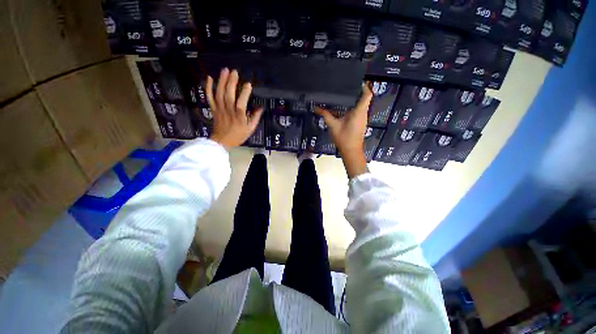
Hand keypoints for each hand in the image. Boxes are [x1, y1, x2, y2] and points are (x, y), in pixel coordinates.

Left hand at [206, 68, 263, 149]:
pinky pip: (209, 97)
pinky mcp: (213, 108)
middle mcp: (228, 111)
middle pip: (228, 95)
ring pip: (219, 93)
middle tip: (235, 72)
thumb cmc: (238, 135)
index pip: (241, 104)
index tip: (248, 84)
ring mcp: (219, 109)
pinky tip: (210, 77)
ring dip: (222, 81)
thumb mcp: (250, 129)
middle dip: (231, 82)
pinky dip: (208, 87)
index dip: (244, 93)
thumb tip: (261, 107)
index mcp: (239, 117)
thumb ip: (255, 117)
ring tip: (225, 70)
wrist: (222, 141)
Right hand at [316, 84, 373, 177]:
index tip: (356, 82)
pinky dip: (354, 107)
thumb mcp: (333, 125)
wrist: (351, 151)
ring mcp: (363, 119)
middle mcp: (363, 113)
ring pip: (362, 105)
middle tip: (347, 86)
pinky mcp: (361, 123)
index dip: (364, 86)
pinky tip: (345, 108)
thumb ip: (325, 115)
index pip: (367, 94)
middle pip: (365, 98)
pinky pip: (360, 111)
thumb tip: (316, 108)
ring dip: (356, 99)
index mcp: (359, 111)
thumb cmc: (344, 138)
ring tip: (345, 94)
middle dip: (357, 91)